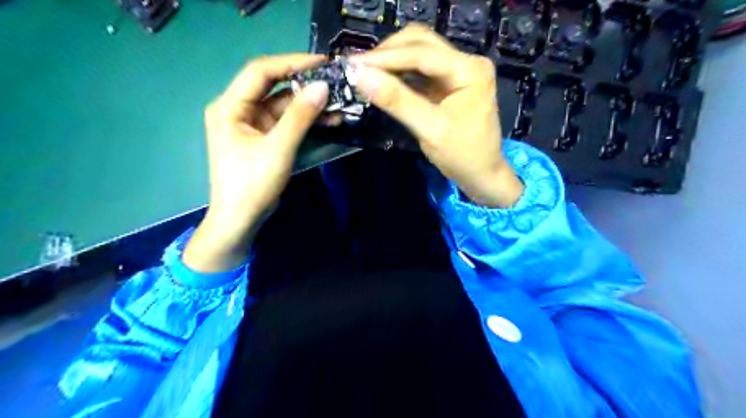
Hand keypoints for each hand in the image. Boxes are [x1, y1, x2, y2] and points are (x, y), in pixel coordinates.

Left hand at [182, 54, 327, 272]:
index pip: (260, 72)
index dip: (291, 62)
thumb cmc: (252, 184)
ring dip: (309, 106)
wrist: (241, 219)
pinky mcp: (264, 138)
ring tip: (338, 104)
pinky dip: (306, 121)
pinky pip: (287, 123)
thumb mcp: (278, 148)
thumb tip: (322, 87)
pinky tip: (329, 120)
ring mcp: (252, 125)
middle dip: (304, 86)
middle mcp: (238, 110)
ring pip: (283, 106)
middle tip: (335, 83)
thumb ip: (300, 117)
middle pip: (274, 88)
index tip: (322, 63)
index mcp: (230, 106)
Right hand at [351, 24, 520, 206]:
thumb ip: (397, 101)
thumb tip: (360, 76)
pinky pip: (420, 70)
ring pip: (418, 53)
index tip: (354, 64)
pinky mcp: (449, 83)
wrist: (482, 174)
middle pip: (421, 43)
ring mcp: (458, 71)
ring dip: (391, 61)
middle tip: (359, 69)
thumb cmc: (462, 156)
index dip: (385, 56)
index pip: (422, 53)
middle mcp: (467, 62)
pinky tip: (383, 81)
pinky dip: (399, 73)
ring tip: (366, 74)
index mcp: (470, 70)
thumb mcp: (429, 130)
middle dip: (388, 53)